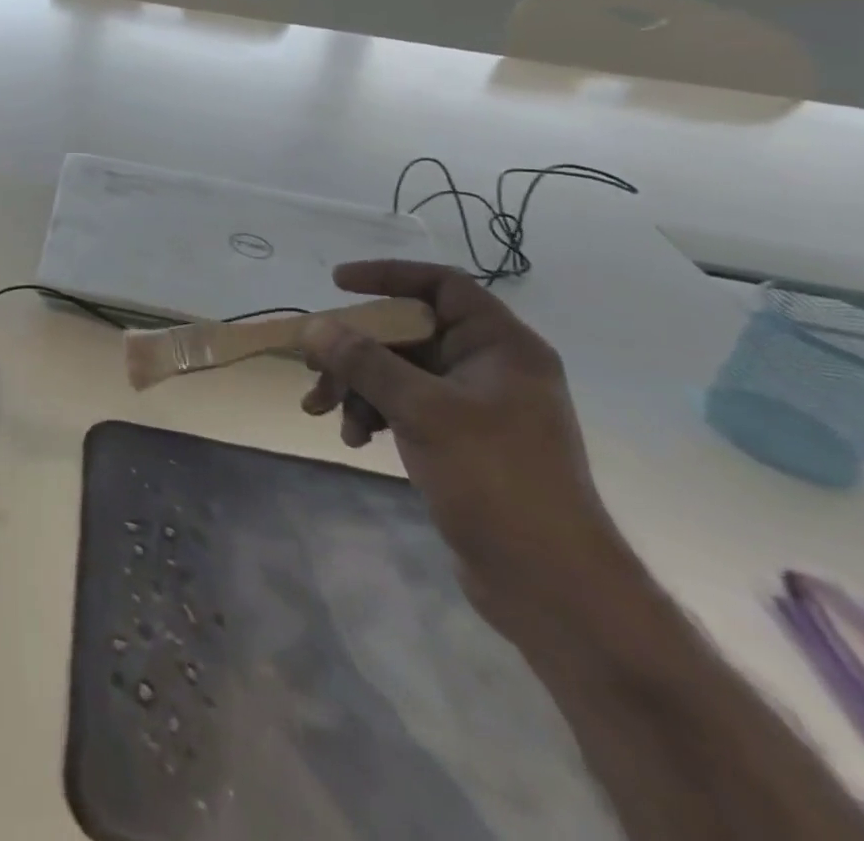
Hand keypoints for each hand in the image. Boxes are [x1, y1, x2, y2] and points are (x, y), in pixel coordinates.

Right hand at [297, 260, 638, 634]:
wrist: (551, 587)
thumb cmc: (497, 482)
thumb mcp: (423, 412)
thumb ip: (365, 362)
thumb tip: (313, 326)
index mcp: (501, 347)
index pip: (441, 286)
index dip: (387, 276)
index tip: (337, 284)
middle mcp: (489, 367)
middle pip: (407, 332)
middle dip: (354, 349)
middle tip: (312, 366)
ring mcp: (473, 405)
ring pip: (398, 371)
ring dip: (356, 386)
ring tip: (322, 413)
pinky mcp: (459, 440)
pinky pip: (403, 405)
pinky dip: (373, 414)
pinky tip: (355, 439)